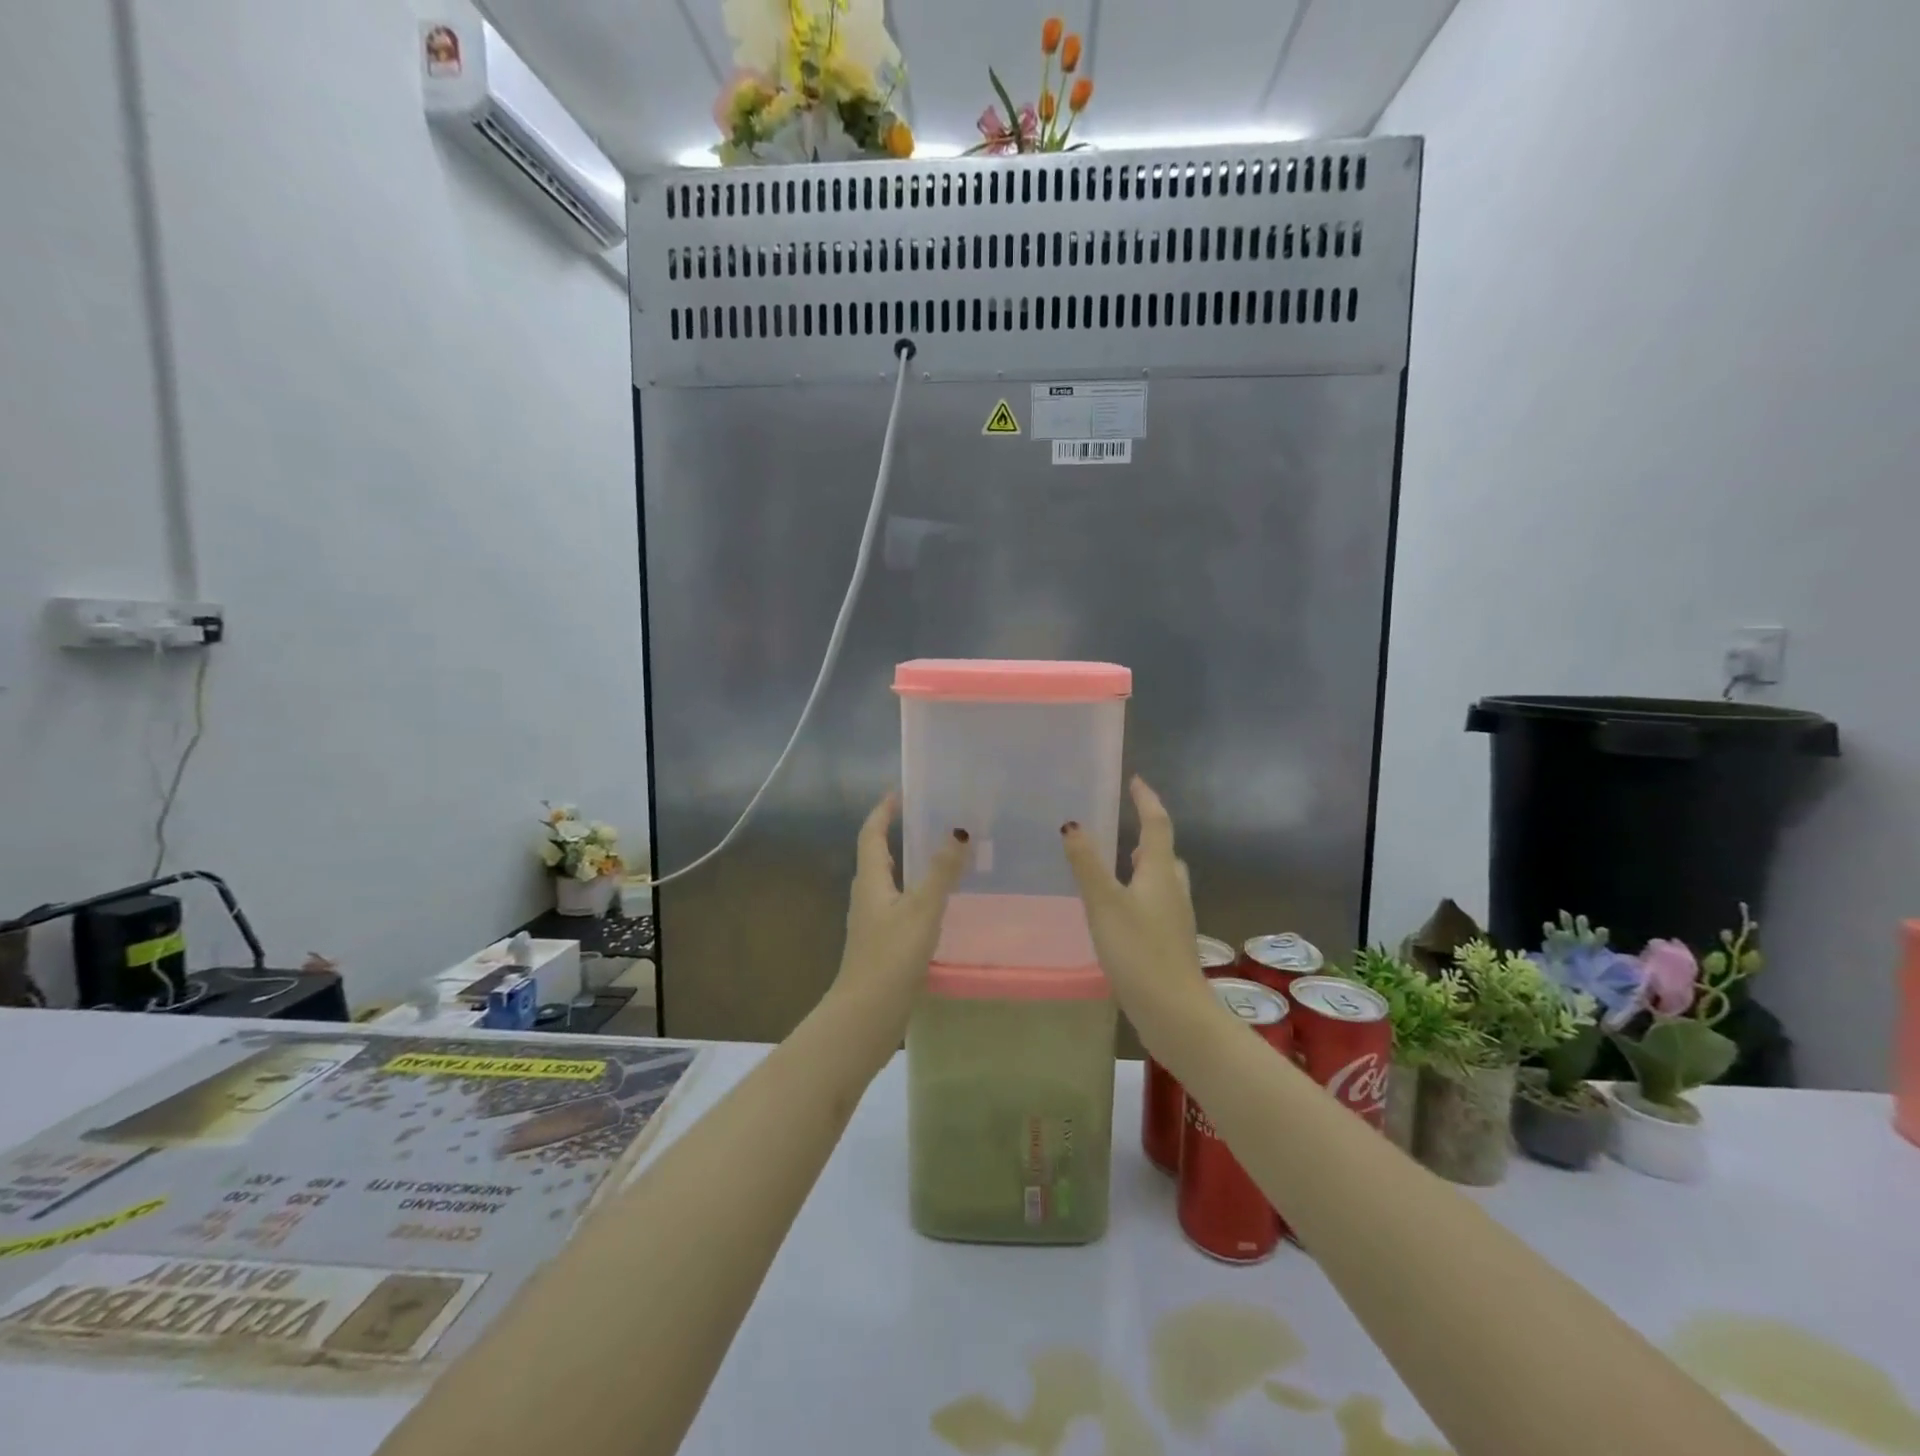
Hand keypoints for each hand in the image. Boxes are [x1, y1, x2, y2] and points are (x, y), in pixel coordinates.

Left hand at [831, 794, 969, 1032]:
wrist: (866, 1015)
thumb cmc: (890, 957)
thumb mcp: (921, 910)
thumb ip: (941, 872)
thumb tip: (959, 830)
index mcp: (871, 881)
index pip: (872, 834)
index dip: (882, 811)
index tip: (898, 791)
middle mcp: (867, 896)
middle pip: (877, 855)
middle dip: (895, 832)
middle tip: (924, 817)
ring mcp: (872, 922)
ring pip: (888, 881)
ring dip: (905, 862)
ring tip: (935, 853)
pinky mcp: (881, 943)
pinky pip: (897, 904)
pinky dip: (913, 891)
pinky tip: (935, 903)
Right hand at [1061, 778, 1210, 1039]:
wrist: (1174, 1012)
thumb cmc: (1139, 951)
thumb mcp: (1104, 904)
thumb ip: (1087, 864)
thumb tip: (1073, 824)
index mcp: (1160, 873)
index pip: (1156, 825)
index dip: (1147, 800)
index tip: (1136, 780)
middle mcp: (1173, 890)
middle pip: (1164, 852)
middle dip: (1148, 834)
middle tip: (1127, 823)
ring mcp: (1175, 918)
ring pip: (1163, 879)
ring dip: (1146, 865)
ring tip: (1122, 862)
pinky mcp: (1170, 942)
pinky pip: (1157, 903)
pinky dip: (1142, 893)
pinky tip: (1123, 909)